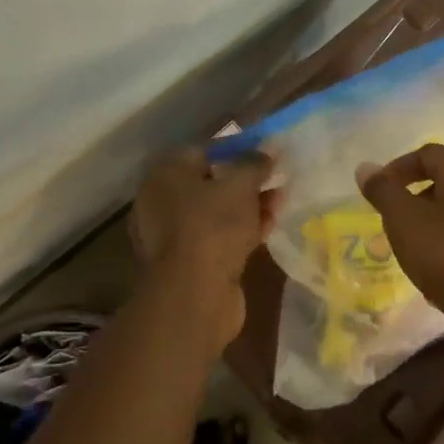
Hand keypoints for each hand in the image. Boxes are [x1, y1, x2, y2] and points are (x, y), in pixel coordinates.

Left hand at [130, 148, 276, 352]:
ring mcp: (175, 235)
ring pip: (218, 212)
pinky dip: (243, 229)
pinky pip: (220, 236)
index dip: (237, 148)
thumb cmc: (213, 226)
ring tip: (281, 200)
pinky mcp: (190, 262)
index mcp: (166, 175)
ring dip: (249, 205)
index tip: (265, 151)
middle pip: (211, 182)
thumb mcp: (240, 185)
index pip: (203, 150)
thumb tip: (267, 151)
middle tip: (276, 177)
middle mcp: (163, 202)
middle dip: (246, 179)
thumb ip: (254, 163)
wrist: (195, 295)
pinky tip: (270, 225)